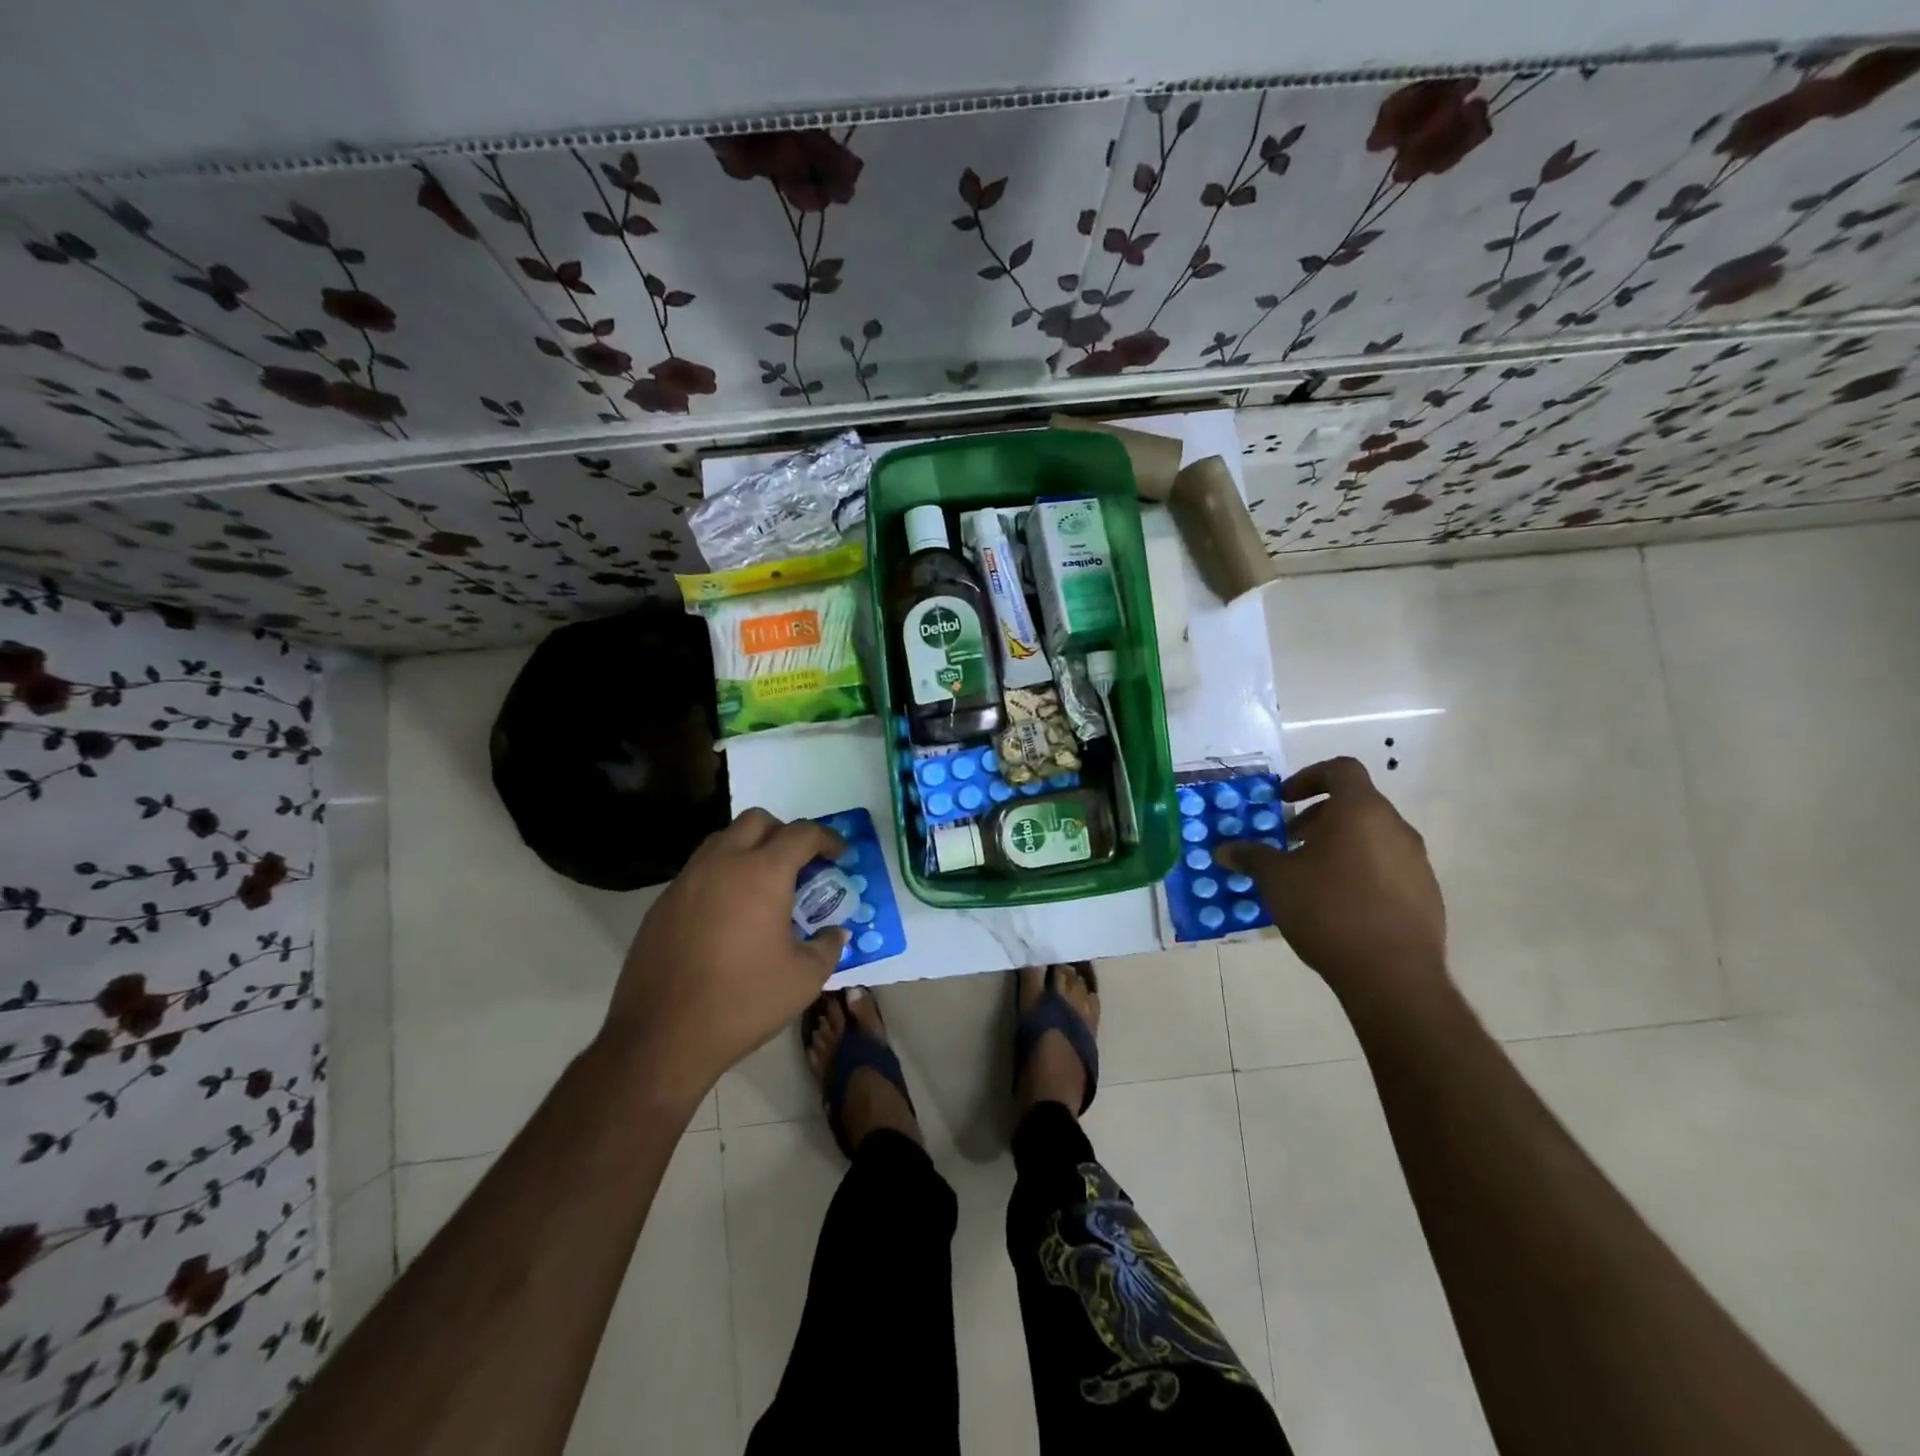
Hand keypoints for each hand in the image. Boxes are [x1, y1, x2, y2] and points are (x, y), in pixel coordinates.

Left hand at [599, 808, 848, 1104]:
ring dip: (749, 849)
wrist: (662, 1037)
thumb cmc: (743, 1002)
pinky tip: (729, 914)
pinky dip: (721, 875)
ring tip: (763, 885)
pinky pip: (699, 870)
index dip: (827, 839)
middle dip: (784, 833)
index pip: (802, 834)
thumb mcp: (804, 979)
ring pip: (722, 840)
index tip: (839, 855)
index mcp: (762, 873)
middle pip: (757, 821)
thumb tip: (835, 933)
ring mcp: (686, 881)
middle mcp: (722, 863)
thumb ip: (827, 947)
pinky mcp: (662, 904)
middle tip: (799, 864)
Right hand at [1216, 757, 1446, 999]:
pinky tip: (1339, 904)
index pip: (1341, 769)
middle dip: (1318, 816)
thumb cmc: (1328, 910)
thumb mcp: (1277, 880)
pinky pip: (1388, 867)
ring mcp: (1416, 862)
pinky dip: (1361, 870)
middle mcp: (1395, 827)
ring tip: (1311, 875)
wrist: (1392, 975)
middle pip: (1356, 804)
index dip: (1310, 776)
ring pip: (1373, 836)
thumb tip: (1224, 849)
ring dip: (1340, 844)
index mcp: (1360, 811)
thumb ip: (1251, 857)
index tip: (1285, 799)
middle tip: (1290, 841)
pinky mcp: (1426, 894)